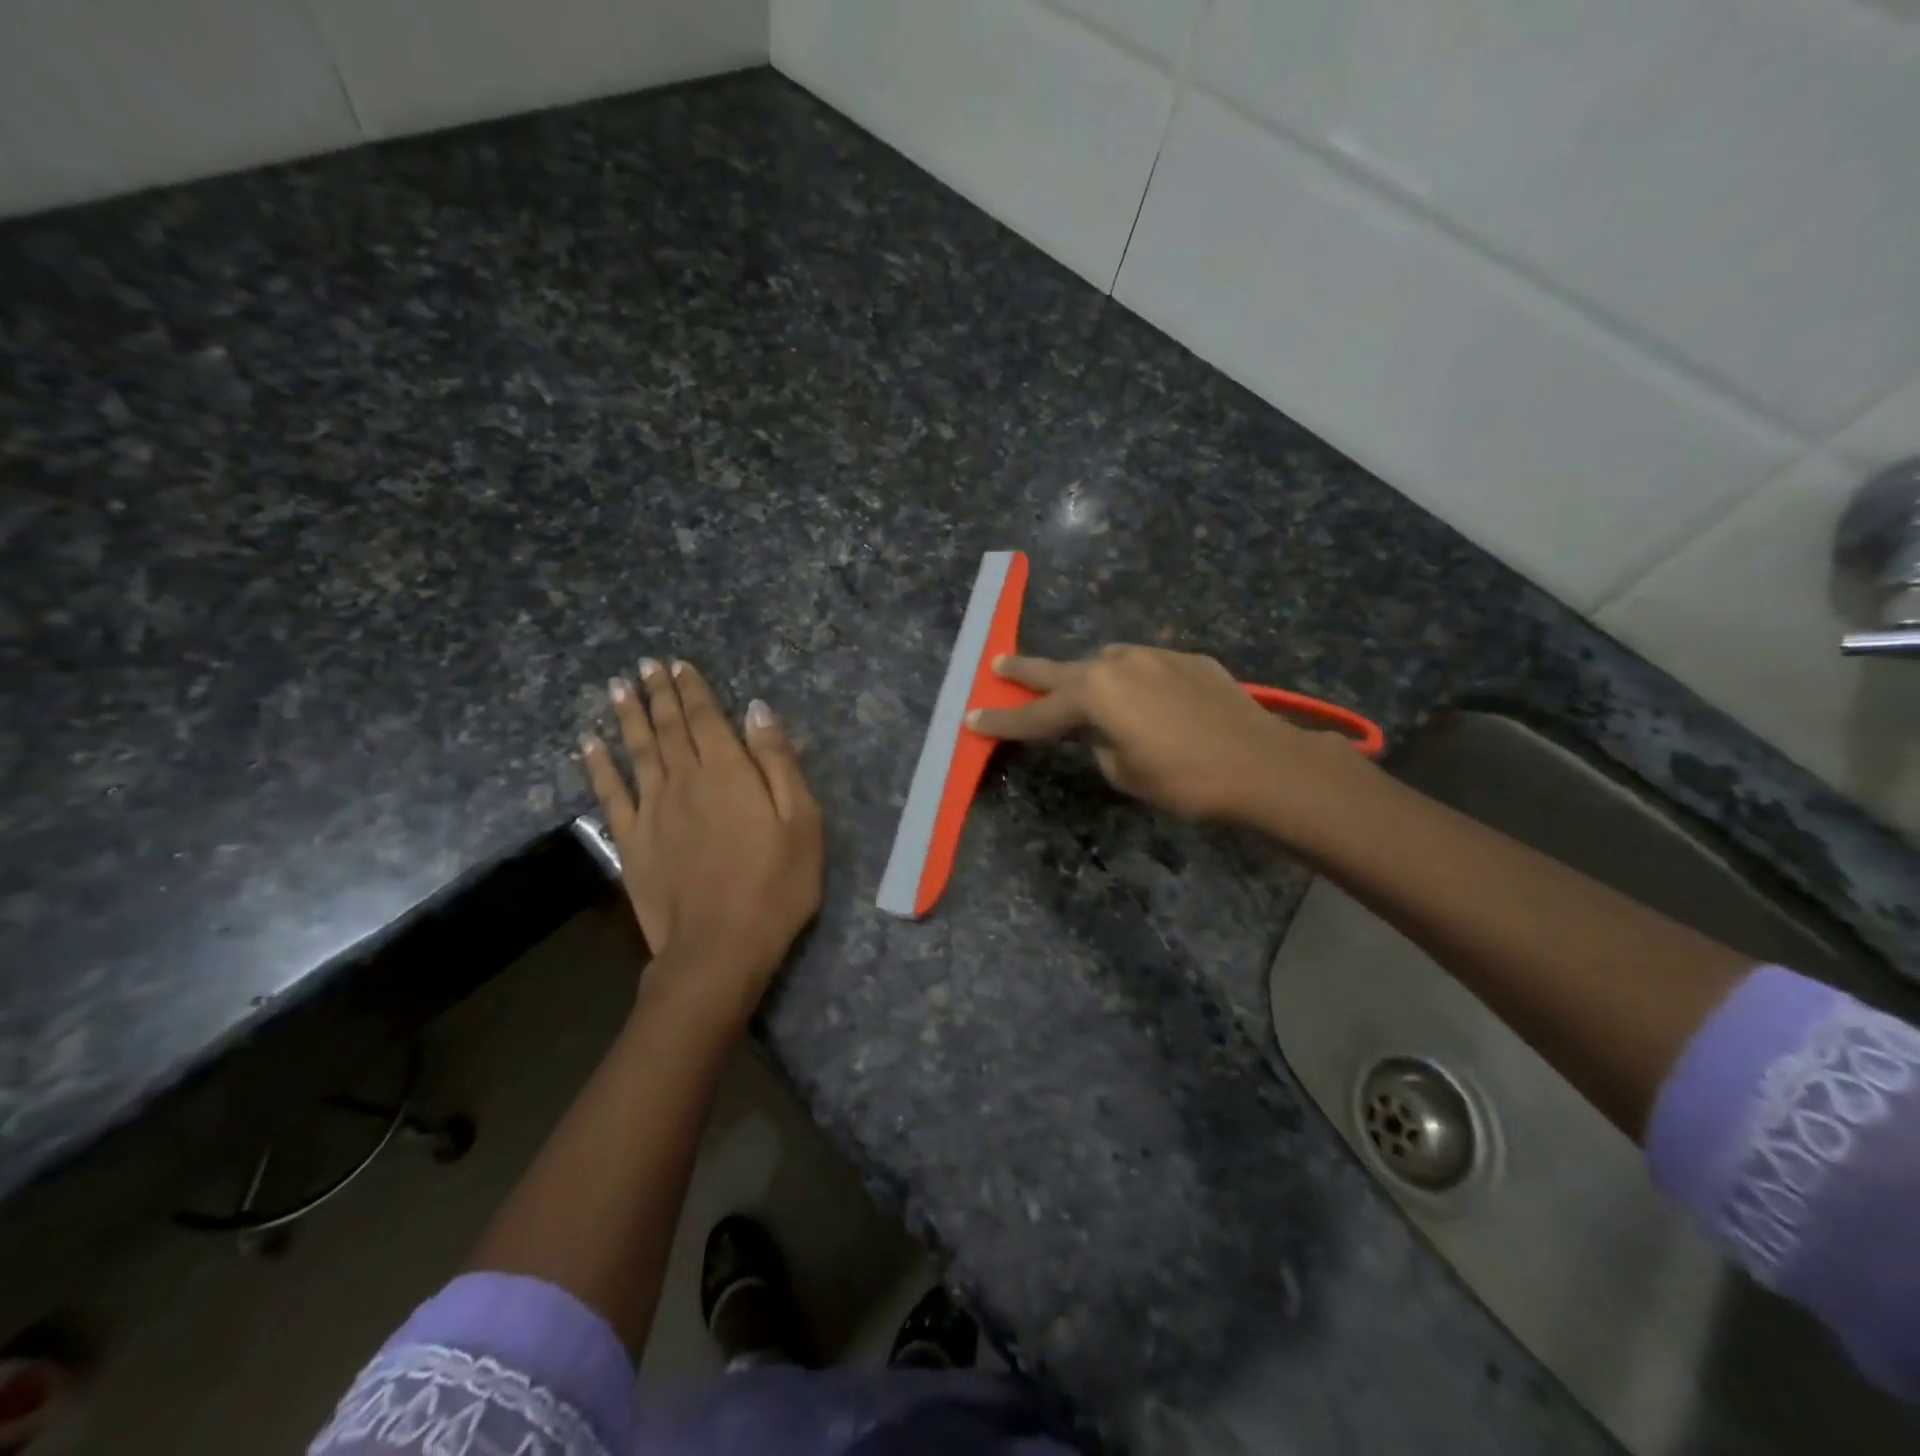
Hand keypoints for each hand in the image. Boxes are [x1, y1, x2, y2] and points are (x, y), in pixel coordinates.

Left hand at [581, 657, 822, 1023]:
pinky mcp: (631, 841)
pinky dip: (598, 765)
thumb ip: (778, 762)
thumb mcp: (801, 822)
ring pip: (637, 750)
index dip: (693, 689)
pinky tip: (588, 743)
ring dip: (628, 716)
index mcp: (729, 773)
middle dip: (659, 693)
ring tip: (618, 687)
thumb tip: (757, 710)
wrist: (719, 948)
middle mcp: (685, 780)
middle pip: (669, 727)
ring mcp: (652, 810)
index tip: (679, 664)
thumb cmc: (775, 886)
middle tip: (646, 665)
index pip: (707, 718)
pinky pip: (609, 793)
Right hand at [967, 644, 1358, 826]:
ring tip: (1081, 694)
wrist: (1262, 764)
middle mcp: (1118, 663)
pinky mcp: (1186, 659)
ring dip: (1088, 679)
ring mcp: (1154, 656)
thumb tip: (1092, 727)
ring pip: (1106, 665)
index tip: (971, 719)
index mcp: (1095, 694)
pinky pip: (1145, 669)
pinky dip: (1132, 683)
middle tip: (998, 664)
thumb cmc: (1184, 779)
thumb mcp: (1123, 770)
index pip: (1036, 714)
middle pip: (1060, 670)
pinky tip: (1144, 702)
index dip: (1002, 721)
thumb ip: (1095, 741)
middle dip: (1025, 672)